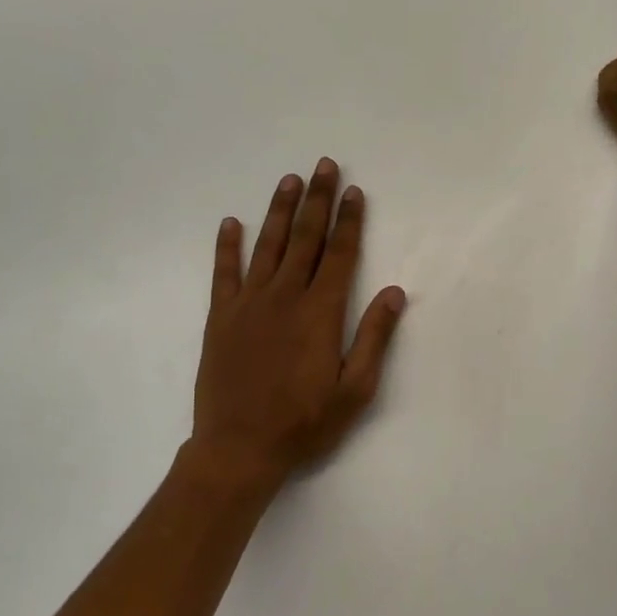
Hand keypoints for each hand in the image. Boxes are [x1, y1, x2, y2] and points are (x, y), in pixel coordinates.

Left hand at [191, 158, 407, 495]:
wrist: (238, 449)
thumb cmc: (304, 423)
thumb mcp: (354, 390)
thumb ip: (374, 338)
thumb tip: (395, 292)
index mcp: (320, 312)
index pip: (340, 254)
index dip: (349, 221)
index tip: (354, 192)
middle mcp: (285, 297)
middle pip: (305, 238)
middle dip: (317, 200)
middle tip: (323, 165)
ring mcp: (249, 304)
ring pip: (267, 246)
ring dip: (279, 211)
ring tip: (288, 180)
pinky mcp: (221, 318)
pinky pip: (223, 273)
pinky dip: (227, 246)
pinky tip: (231, 222)